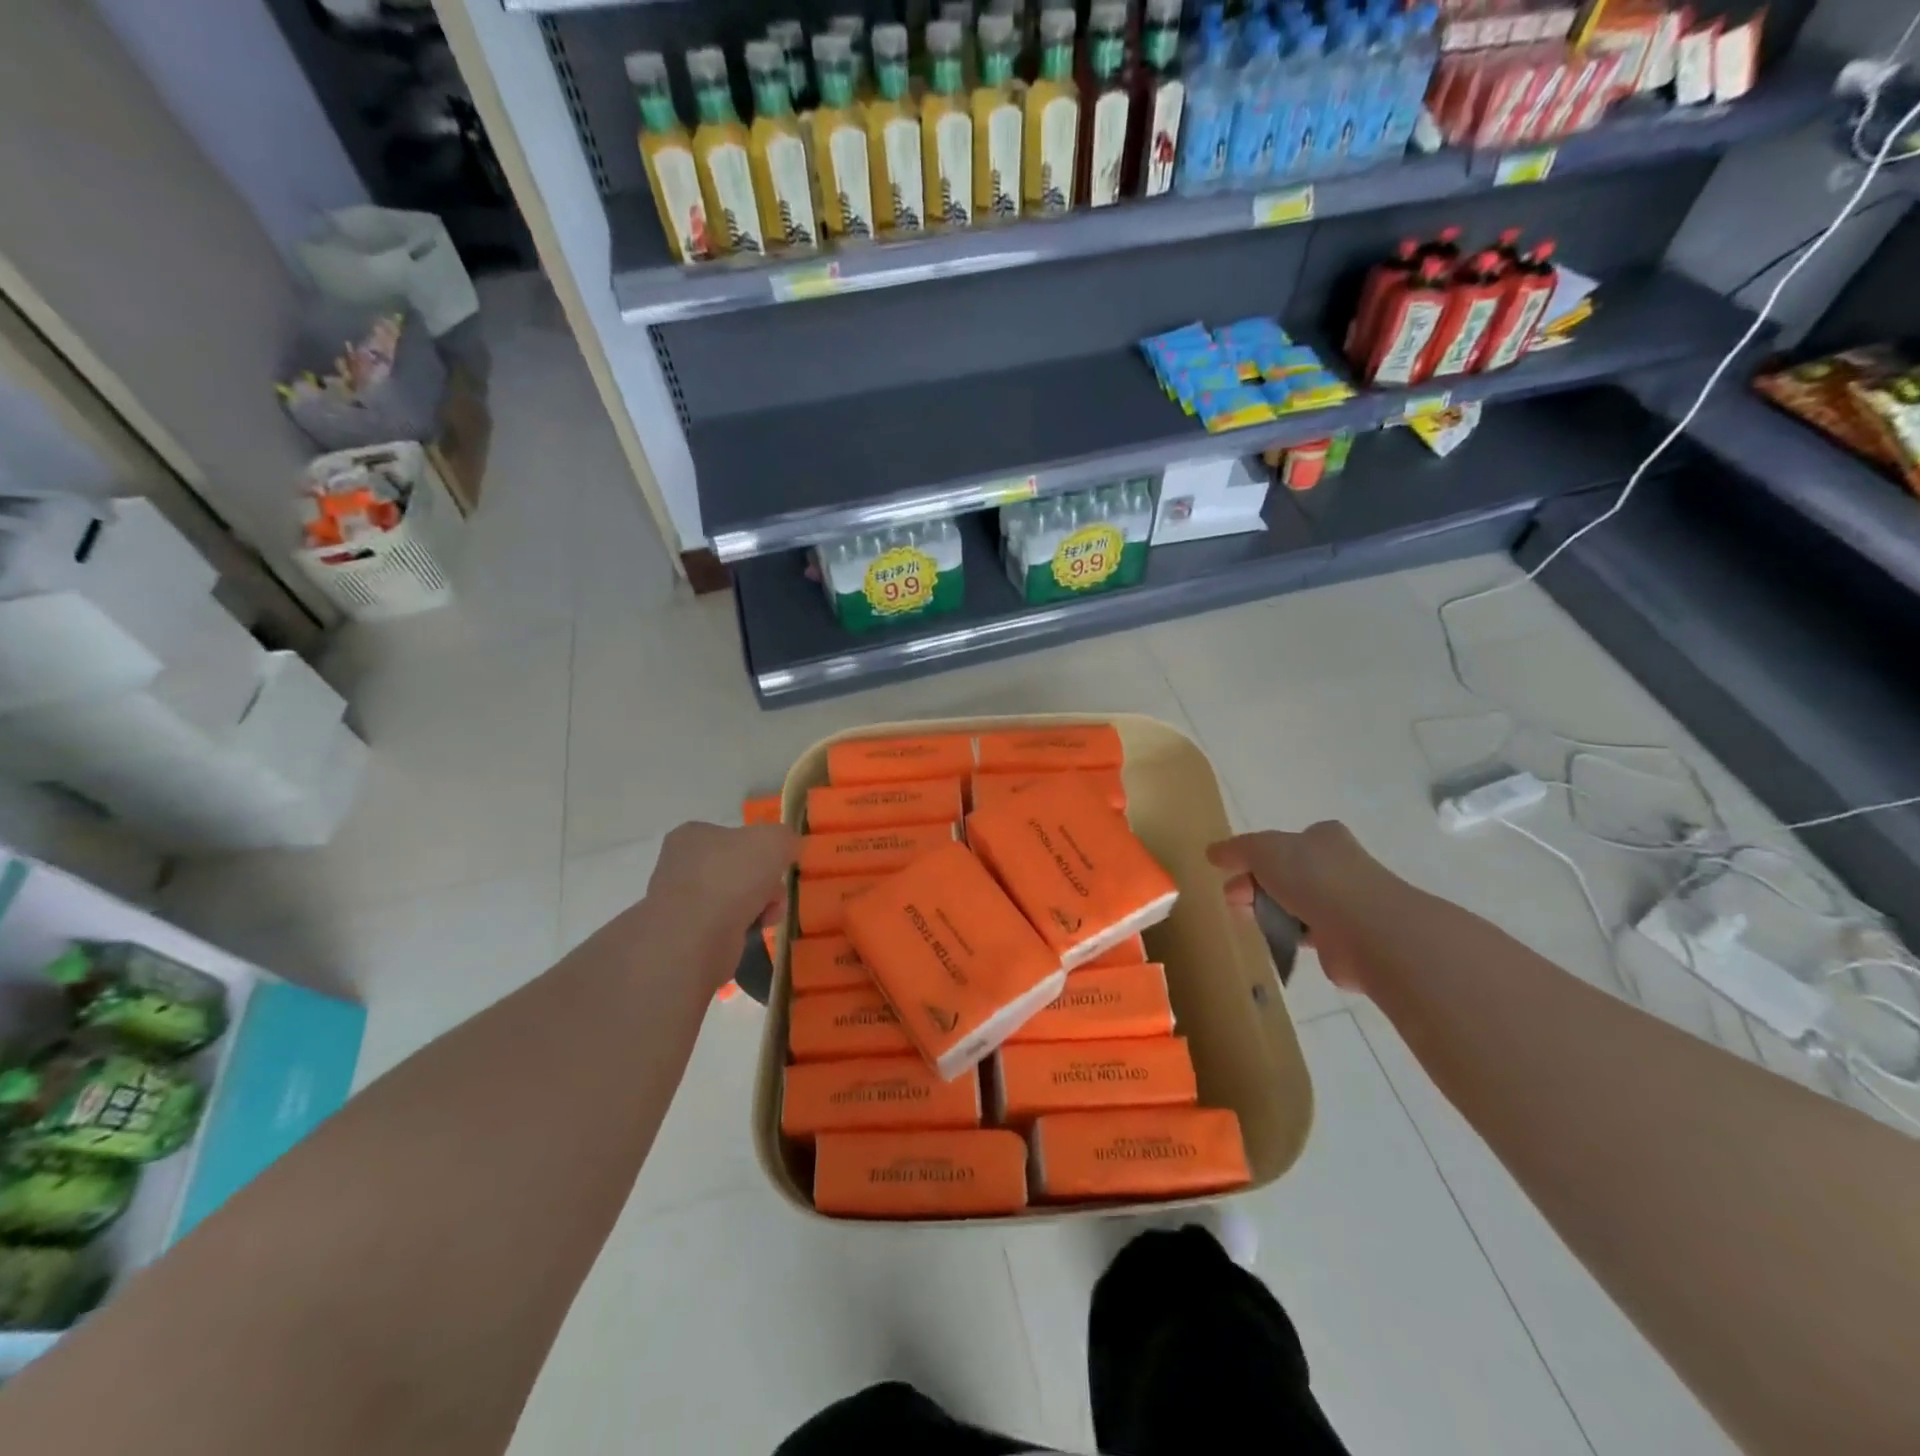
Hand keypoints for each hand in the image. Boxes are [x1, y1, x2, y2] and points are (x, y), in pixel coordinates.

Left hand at [642, 822, 797, 986]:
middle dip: (764, 881)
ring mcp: (680, 902)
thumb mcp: (773, 840)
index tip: (777, 864)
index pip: (734, 836)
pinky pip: (726, 925)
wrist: (696, 938)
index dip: (761, 849)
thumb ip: (785, 837)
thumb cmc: (732, 877)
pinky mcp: (685, 935)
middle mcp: (680, 865)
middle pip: (738, 869)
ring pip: (735, 898)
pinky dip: (744, 927)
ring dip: (759, 905)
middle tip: (776, 891)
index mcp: (692, 835)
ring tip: (769, 915)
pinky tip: (754, 931)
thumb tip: (787, 847)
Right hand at [1206, 822, 1395, 993]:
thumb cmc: (1314, 877)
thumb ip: (1237, 849)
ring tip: (1248, 922)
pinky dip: (1289, 937)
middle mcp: (1338, 866)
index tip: (1233, 872)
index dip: (1256, 856)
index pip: (1287, 842)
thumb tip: (1212, 852)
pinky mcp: (1346, 940)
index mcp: (1323, 838)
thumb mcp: (1263, 850)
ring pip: (1296, 904)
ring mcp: (1345, 904)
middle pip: (1286, 873)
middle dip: (1255, 885)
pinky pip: (1308, 934)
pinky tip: (1276, 941)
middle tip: (1233, 899)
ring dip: (1270, 912)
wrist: (1365, 929)